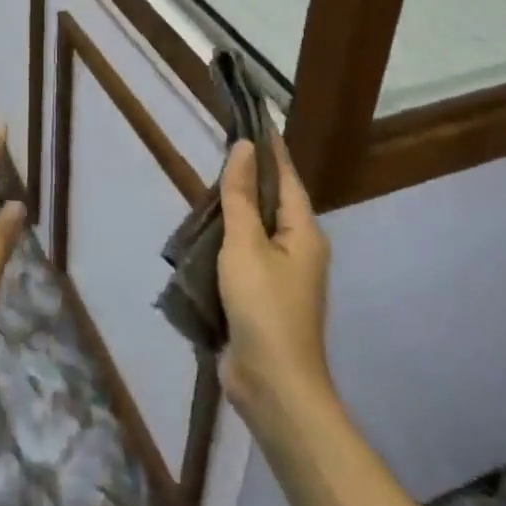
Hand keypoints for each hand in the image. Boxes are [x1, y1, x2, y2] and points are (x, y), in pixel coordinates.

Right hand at [218, 136, 334, 441]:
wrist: (273, 385)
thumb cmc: (263, 308)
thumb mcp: (245, 245)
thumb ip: (241, 197)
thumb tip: (245, 148)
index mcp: (303, 233)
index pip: (286, 177)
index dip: (271, 149)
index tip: (256, 119)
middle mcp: (298, 250)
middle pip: (272, 203)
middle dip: (248, 179)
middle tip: (220, 152)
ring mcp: (281, 277)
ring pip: (255, 231)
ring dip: (233, 212)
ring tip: (205, 189)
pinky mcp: (261, 298)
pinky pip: (243, 257)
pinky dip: (225, 242)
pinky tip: (203, 236)